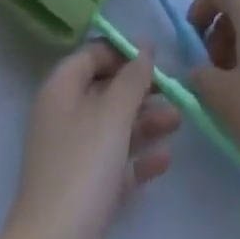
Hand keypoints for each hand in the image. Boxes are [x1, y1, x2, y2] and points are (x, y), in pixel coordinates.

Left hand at [0, 41, 180, 238]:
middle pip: (107, 91)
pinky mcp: (83, 191)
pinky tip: (165, 160)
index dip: (123, 51)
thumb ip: (133, 77)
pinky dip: (138, 159)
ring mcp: (73, 156)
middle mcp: (64, 116)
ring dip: (146, 122)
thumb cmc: (82, 165)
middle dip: (141, 90)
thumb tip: (145, 47)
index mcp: (62, 89)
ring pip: (114, 127)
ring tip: (178, 121)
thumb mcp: (113, 113)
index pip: (93, 54)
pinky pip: (114, 163)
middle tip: (173, 90)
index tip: (155, 56)